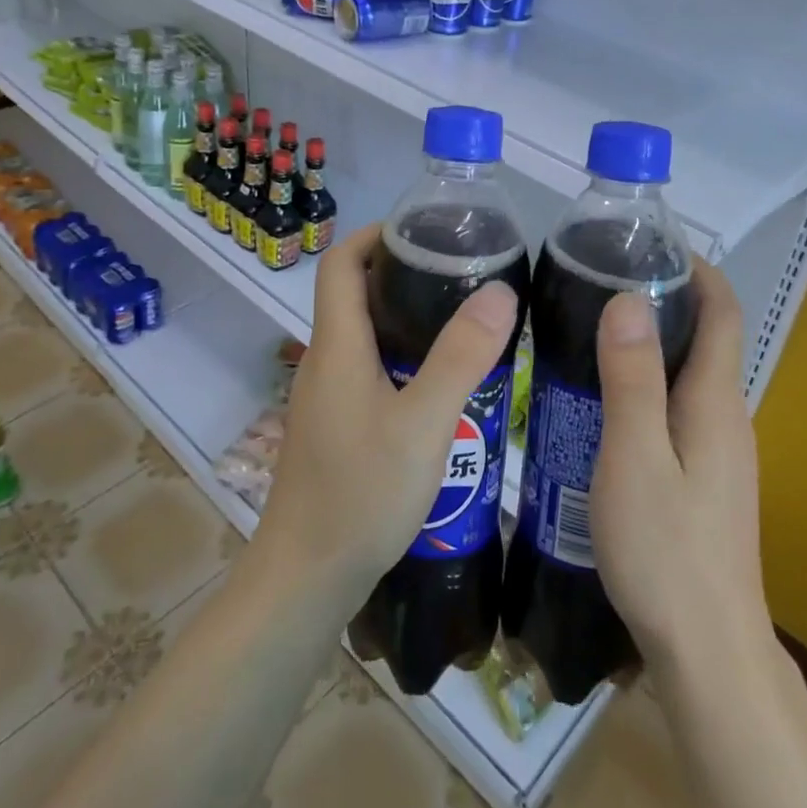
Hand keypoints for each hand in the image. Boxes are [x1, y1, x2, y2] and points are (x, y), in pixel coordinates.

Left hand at [254, 223, 519, 612]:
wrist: (307, 578)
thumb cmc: (361, 494)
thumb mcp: (424, 423)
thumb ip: (461, 357)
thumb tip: (499, 290)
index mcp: (337, 346)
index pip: (340, 263)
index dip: (374, 234)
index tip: (421, 229)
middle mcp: (325, 362)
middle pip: (354, 294)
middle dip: (400, 272)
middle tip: (458, 271)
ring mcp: (327, 397)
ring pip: (364, 336)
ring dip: (405, 318)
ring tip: (461, 319)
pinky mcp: (336, 426)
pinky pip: (369, 371)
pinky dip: (402, 358)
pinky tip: (441, 384)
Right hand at [589, 260, 769, 668]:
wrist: (708, 650)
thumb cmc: (666, 549)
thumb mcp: (635, 457)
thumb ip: (632, 379)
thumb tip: (628, 299)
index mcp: (717, 401)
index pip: (723, 312)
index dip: (697, 270)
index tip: (651, 243)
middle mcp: (727, 417)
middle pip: (706, 337)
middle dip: (665, 298)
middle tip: (600, 281)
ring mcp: (720, 451)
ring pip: (689, 375)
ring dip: (652, 342)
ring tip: (592, 329)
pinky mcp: (705, 477)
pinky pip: (678, 407)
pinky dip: (648, 382)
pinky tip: (603, 399)